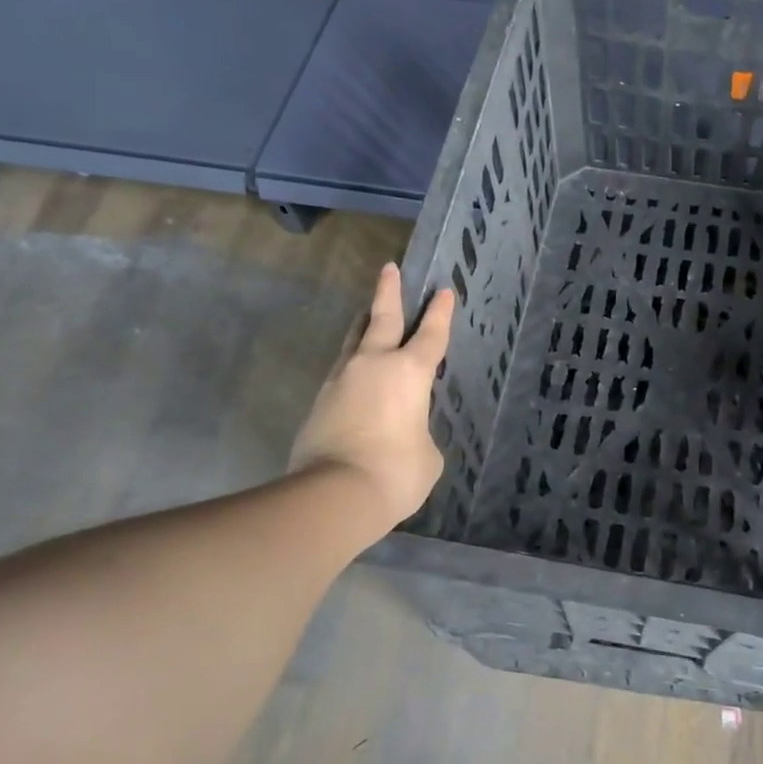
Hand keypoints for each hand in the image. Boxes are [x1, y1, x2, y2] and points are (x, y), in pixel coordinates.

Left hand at [290, 264, 452, 529]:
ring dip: (362, 327)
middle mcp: (373, 365)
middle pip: (381, 318)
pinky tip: (355, 377)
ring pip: (353, 342)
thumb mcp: (427, 454)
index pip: (431, 335)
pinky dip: (352, 368)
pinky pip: (341, 374)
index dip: (440, 313)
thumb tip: (403, 433)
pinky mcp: (319, 402)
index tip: (443, 291)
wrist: (333, 494)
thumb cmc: (396, 471)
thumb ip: (419, 433)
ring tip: (366, 317)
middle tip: (389, 269)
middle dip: (388, 292)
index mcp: (409, 372)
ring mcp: (340, 381)